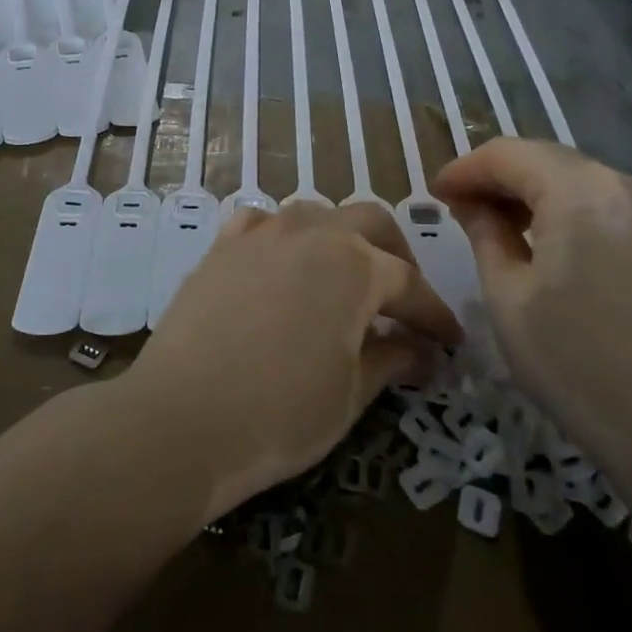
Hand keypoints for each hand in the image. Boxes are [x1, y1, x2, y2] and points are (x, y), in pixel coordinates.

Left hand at [124, 202, 463, 522]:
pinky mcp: (222, 245)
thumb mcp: (351, 395)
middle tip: (402, 298)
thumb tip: (422, 352)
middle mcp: (312, 233)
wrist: (181, 419)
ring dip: (340, 238)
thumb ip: (391, 360)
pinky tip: (281, 264)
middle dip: (396, 255)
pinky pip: (262, 222)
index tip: (450, 341)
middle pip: (370, 222)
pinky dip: (283, 236)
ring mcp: (262, 233)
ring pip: (316, 213)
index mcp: (355, 266)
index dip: (434, 314)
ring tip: (343, 277)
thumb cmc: (281, 414)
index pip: (409, 283)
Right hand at [432, 139, 631, 485]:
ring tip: (507, 227)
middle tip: (463, 208)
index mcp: (581, 192)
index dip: (465, 169)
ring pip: (582, 180)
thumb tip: (471, 203)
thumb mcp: (508, 297)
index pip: (508, 155)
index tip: (436, 193)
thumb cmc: (577, 366)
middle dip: (500, 177)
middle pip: (547, 160)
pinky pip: (614, 205)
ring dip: (538, 193)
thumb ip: (485, 234)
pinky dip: (576, 211)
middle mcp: (627, 185)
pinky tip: (560, 245)